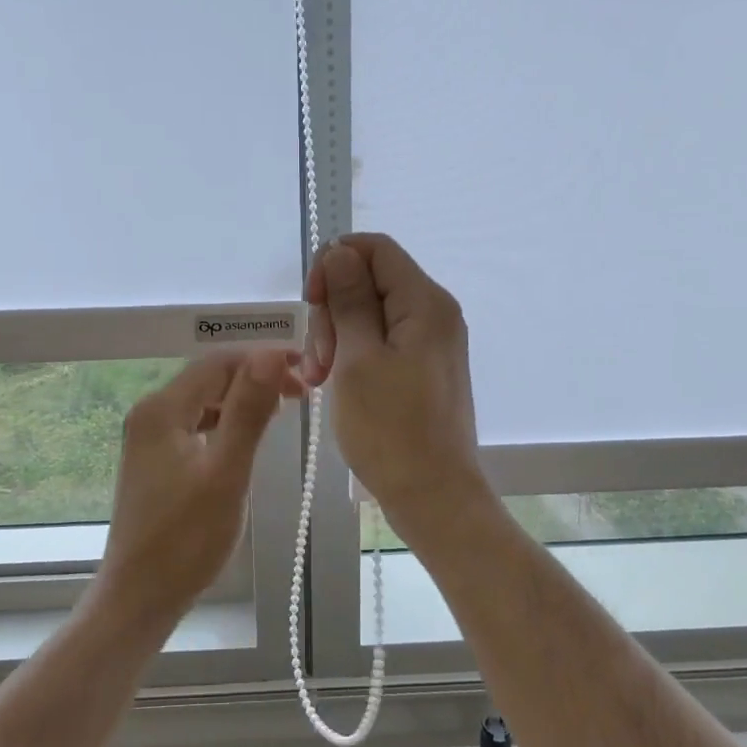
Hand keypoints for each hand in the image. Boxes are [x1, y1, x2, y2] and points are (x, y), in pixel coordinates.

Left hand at [95, 350, 303, 626]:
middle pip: (210, 378)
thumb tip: (271, 354)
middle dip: (256, 378)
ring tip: (283, 410)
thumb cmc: (185, 540)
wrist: (139, 599)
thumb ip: (248, 410)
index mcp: (162, 408)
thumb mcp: (226, 472)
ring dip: (243, 400)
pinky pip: (196, 425)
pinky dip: (226, 423)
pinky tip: (247, 437)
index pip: (219, 362)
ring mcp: (149, 438)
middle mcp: (150, 413)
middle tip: (302, 394)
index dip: (263, 359)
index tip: (305, 369)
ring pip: (204, 401)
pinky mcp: (155, 460)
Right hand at [303, 234, 486, 524]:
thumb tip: (340, 252)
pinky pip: (382, 341)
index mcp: (425, 302)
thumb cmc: (391, 430)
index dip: (334, 263)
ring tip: (321, 379)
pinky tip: (336, 383)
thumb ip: (349, 300)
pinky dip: (354, 354)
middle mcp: (435, 313)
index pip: (375, 248)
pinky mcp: (424, 367)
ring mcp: (431, 341)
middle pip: (371, 280)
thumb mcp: (357, 359)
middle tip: (317, 359)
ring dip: (338, 336)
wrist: (434, 498)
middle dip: (333, 309)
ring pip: (371, 312)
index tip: (311, 303)